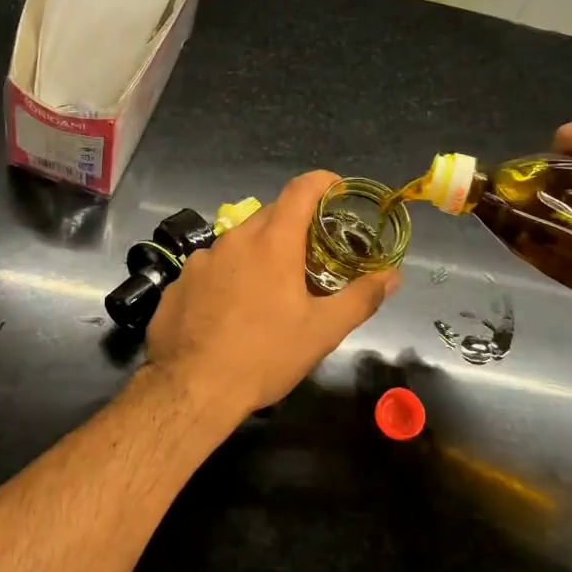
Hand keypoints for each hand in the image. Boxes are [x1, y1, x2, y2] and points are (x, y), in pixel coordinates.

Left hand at [147, 170, 401, 417]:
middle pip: (270, 215)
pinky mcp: (179, 281)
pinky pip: (212, 268)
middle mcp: (234, 239)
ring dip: (259, 255)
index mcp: (272, 242)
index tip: (339, 192)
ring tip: (271, 292)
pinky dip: (229, 277)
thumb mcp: (322, 331)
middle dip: (295, 227)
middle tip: (313, 256)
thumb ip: (361, 297)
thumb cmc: (264, 356)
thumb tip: (392, 275)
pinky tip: (232, 312)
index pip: (301, 189)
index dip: (323, 182)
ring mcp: (201, 259)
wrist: (191, 389)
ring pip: (239, 243)